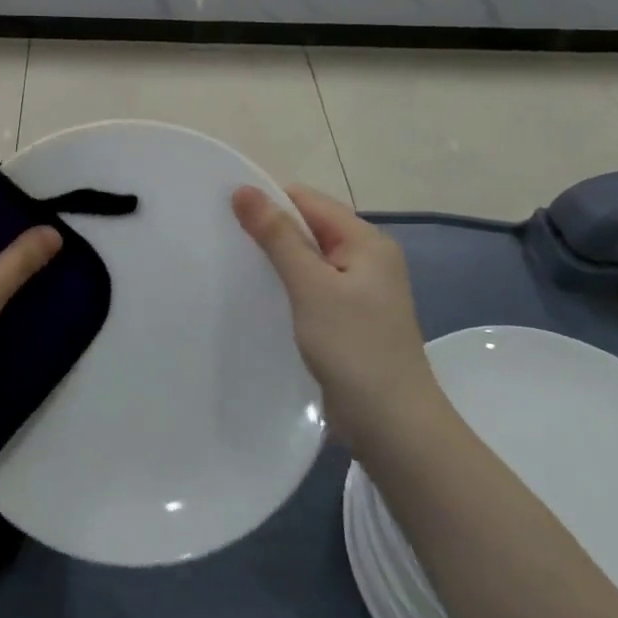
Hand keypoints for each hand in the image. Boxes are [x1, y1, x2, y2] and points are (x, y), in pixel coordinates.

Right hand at [232, 184, 432, 451]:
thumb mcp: (311, 286)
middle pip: (310, 227)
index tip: (226, 211)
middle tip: (224, 238)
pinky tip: (262, 296)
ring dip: (277, 260)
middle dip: (270, 230)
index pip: (309, 201)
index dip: (269, 201)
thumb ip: (278, 236)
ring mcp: (361, 291)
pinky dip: (288, 286)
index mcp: (367, 241)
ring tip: (235, 264)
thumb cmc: (354, 348)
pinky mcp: (350, 318)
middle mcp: (368, 258)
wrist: (394, 427)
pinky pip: (313, 287)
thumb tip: (243, 190)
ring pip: (309, 259)